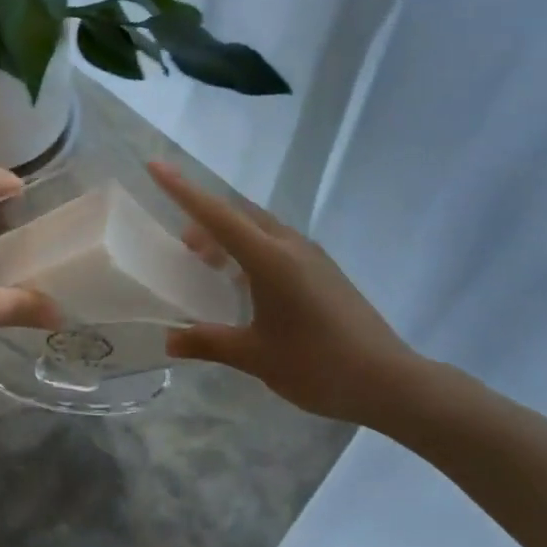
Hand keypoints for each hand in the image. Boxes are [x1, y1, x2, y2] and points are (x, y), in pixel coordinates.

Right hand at [148, 161, 443, 429]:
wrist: (390, 381)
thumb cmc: (318, 365)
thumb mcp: (256, 357)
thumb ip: (209, 342)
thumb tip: (169, 340)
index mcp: (270, 259)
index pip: (216, 215)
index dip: (182, 190)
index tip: (156, 165)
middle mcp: (290, 246)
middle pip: (238, 216)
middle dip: (205, 220)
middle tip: (182, 247)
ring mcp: (312, 256)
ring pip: (259, 229)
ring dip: (229, 236)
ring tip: (209, 265)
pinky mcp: (324, 271)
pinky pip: (276, 244)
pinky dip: (250, 250)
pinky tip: (245, 284)